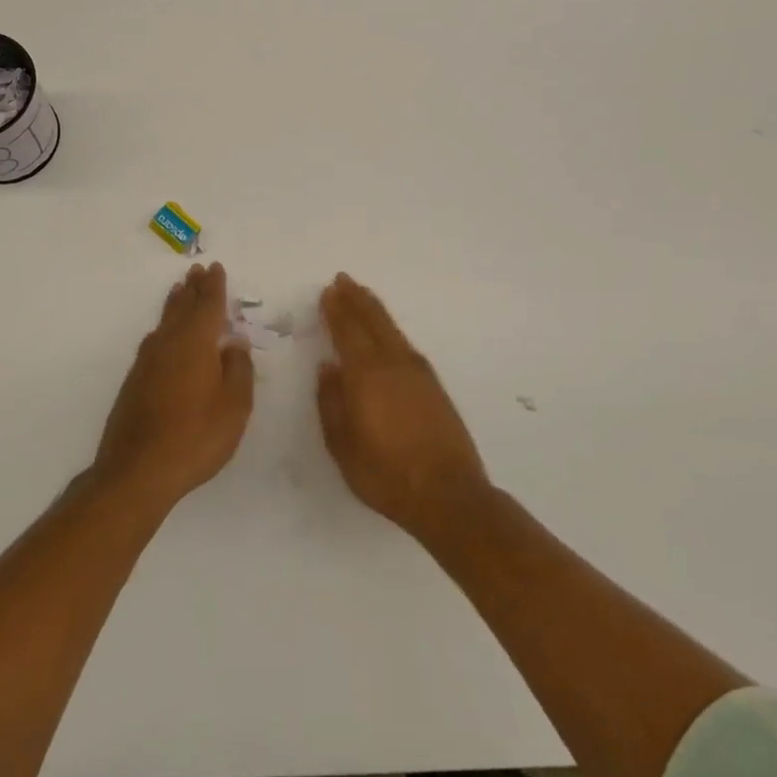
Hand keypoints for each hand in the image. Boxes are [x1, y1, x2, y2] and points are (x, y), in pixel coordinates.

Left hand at [93, 263, 253, 513]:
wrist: (138, 470)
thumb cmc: (196, 437)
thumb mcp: (234, 406)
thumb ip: (238, 369)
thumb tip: (233, 342)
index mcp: (195, 343)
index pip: (208, 306)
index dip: (214, 287)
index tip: (215, 268)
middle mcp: (168, 344)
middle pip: (182, 307)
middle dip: (192, 289)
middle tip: (197, 270)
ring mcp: (147, 362)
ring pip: (165, 322)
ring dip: (175, 303)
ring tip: (180, 290)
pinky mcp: (135, 381)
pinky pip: (155, 340)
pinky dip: (164, 327)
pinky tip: (163, 334)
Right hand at [317, 273, 491, 540]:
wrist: (449, 496)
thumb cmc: (386, 475)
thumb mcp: (343, 446)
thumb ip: (332, 404)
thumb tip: (327, 368)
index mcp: (366, 376)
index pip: (348, 331)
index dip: (336, 310)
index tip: (328, 291)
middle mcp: (393, 365)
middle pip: (373, 322)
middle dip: (356, 300)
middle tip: (343, 280)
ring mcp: (418, 374)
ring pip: (392, 330)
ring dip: (375, 310)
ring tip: (363, 296)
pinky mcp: (434, 386)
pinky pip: (405, 344)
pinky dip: (391, 329)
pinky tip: (388, 334)